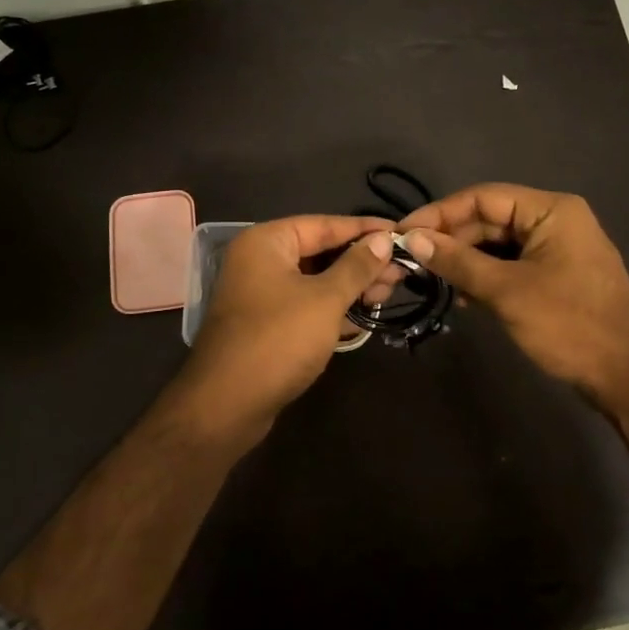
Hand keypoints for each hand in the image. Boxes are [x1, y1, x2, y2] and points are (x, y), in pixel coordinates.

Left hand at [178, 215, 401, 427]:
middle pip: (320, 251)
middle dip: (361, 261)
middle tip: (402, 270)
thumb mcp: (325, 300)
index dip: (364, 229)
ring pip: (315, 279)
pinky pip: (307, 303)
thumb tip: (384, 239)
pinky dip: (334, 306)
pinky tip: (365, 313)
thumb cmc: (278, 340)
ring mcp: (262, 294)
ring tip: (389, 292)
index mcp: (267, 242)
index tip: (401, 232)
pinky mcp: (267, 323)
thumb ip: (356, 267)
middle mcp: (260, 260)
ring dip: (351, 285)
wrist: (227, 404)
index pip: (324, 224)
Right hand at [399, 183, 628, 402]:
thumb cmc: (569, 325)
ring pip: (498, 244)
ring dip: (467, 260)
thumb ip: (458, 261)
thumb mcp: (507, 291)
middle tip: (412, 261)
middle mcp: (555, 220)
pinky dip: (487, 276)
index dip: (440, 213)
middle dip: (452, 240)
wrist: (628, 377)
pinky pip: (511, 264)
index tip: (404, 232)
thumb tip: (413, 238)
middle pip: (490, 219)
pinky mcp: (556, 274)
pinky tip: (467, 297)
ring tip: (436, 281)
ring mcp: (557, 248)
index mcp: (551, 210)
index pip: (483, 197)